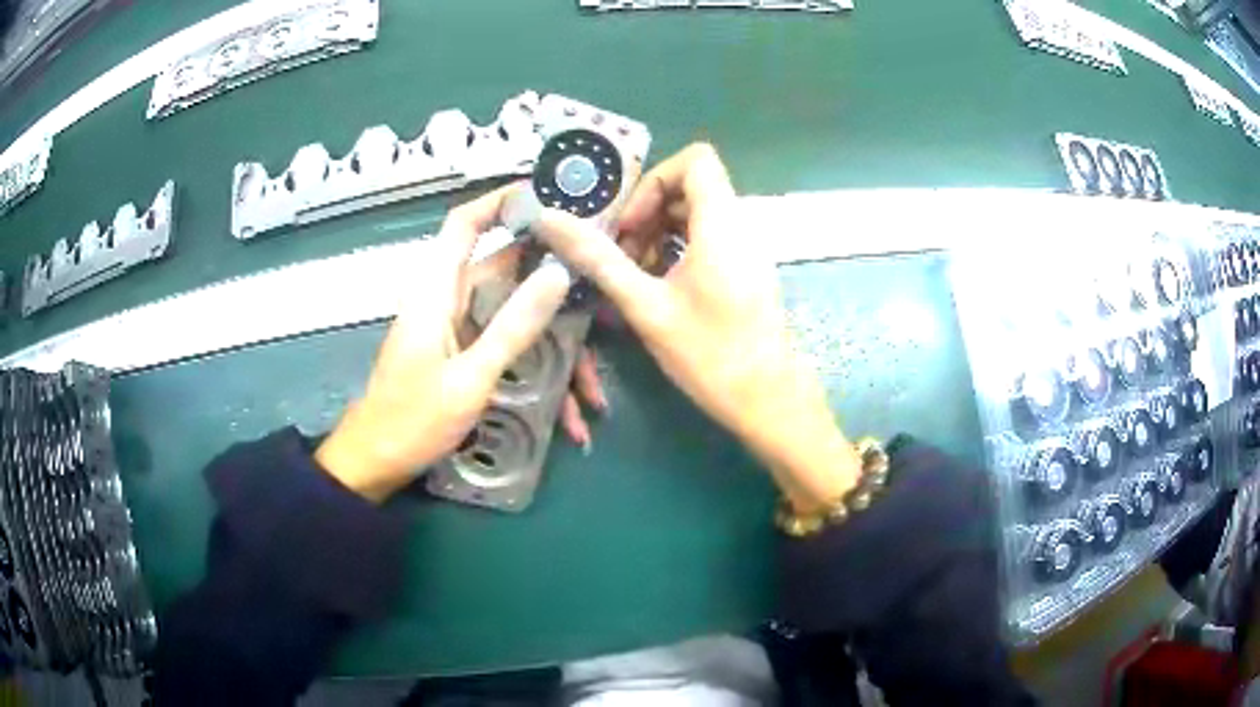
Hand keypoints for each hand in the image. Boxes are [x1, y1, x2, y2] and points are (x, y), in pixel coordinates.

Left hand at [316, 186, 573, 501]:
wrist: (377, 465)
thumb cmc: (412, 420)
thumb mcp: (471, 378)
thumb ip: (514, 326)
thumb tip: (558, 273)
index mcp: (437, 291)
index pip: (465, 224)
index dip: (501, 201)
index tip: (550, 197)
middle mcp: (449, 301)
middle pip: (506, 272)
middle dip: (554, 284)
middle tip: (602, 290)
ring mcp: (459, 331)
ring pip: (516, 319)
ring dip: (555, 352)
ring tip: (592, 393)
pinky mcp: (466, 356)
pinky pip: (510, 351)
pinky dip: (539, 378)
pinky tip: (568, 420)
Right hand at [532, 144, 860, 510]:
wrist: (768, 401)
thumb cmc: (710, 354)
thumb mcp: (646, 305)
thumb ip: (598, 258)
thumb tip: (549, 218)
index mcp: (722, 223)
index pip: (695, 160)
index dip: (655, 179)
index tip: (630, 223)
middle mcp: (741, 226)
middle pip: (692, 187)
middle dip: (649, 211)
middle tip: (622, 253)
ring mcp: (747, 249)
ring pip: (698, 215)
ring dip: (659, 233)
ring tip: (634, 275)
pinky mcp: (746, 270)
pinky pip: (709, 239)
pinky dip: (677, 250)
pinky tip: (658, 288)